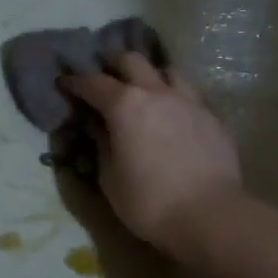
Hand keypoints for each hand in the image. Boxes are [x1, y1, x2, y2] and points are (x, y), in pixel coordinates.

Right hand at [60, 54, 242, 262]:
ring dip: (151, 76)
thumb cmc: (149, 202)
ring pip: (168, 70)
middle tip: (105, 79)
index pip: (93, 83)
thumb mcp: (110, 178)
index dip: (75, 82)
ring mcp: (190, 101)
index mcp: (125, 106)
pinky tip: (174, 116)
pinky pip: (190, 95)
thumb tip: (96, 126)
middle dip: (113, 65)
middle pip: (132, 61)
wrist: (210, 216)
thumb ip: (101, 145)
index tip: (64, 83)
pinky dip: (175, 98)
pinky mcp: (213, 117)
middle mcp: (157, 93)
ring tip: (145, 92)